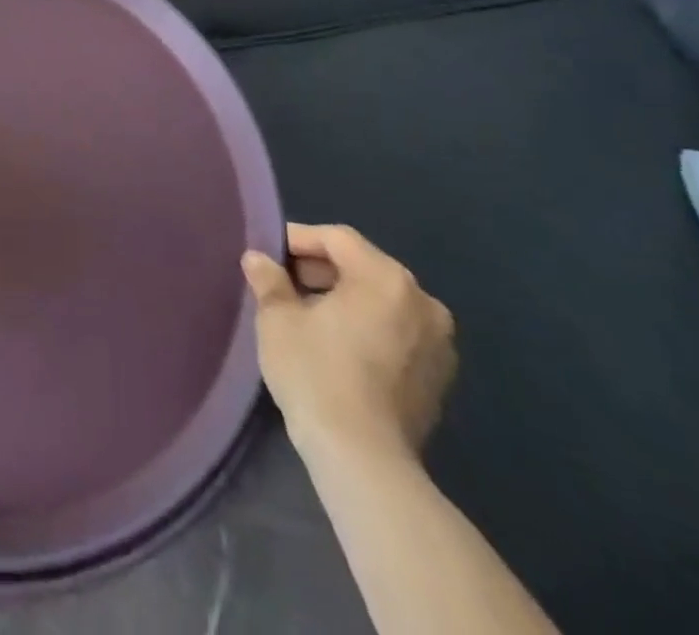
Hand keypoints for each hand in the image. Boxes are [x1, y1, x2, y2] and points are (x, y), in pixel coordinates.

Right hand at [242, 223, 455, 466]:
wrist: (364, 460)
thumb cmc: (316, 373)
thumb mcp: (277, 319)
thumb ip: (269, 280)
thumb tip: (258, 259)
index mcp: (386, 278)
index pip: (336, 239)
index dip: (298, 239)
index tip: (268, 254)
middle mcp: (422, 302)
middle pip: (363, 266)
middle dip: (321, 269)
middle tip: (283, 284)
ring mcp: (439, 343)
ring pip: (381, 300)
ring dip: (344, 299)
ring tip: (306, 315)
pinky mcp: (439, 378)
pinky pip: (397, 332)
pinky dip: (367, 327)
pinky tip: (337, 346)